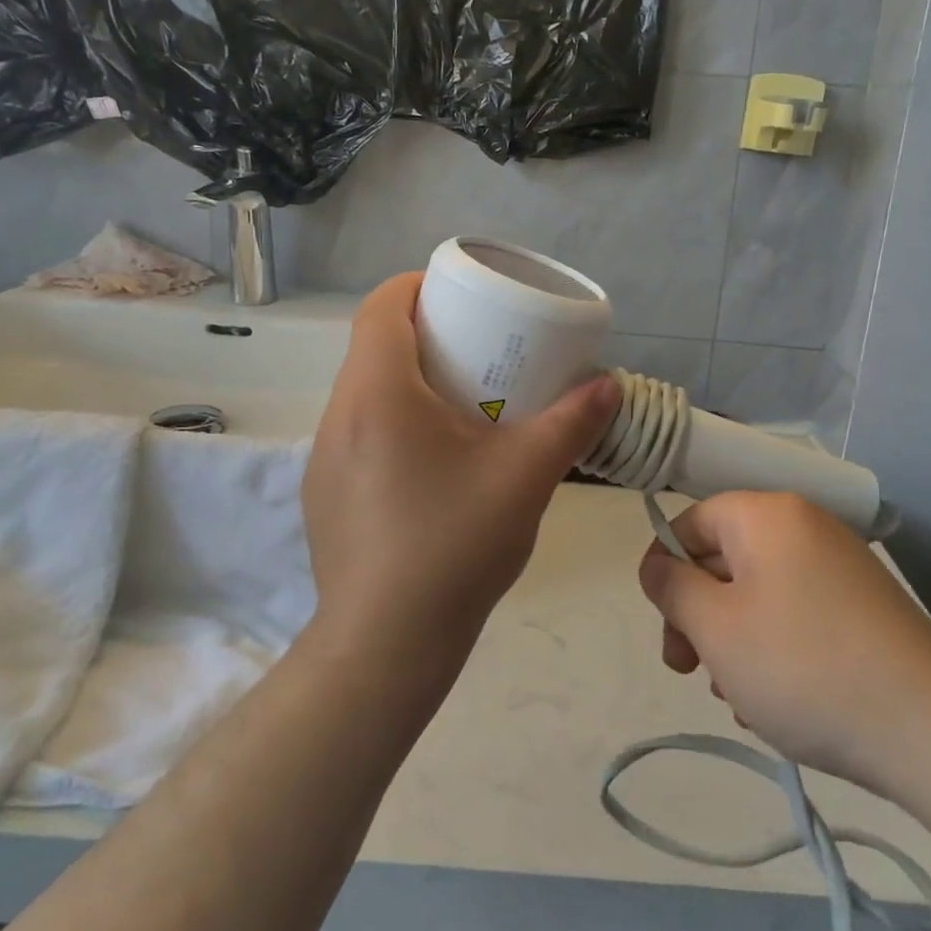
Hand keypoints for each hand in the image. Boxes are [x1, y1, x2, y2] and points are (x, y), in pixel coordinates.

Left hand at [303, 273, 620, 668]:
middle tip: (478, 349)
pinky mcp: (324, 495)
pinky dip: (393, 424)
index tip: (459, 295)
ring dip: (407, 381)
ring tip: (461, 404)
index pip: (380, 306)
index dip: (417, 285)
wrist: (387, 644)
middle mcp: (339, 416)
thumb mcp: (525, 477)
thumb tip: (607, 385)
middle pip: (373, 347)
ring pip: (364, 393)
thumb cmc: (454, 544)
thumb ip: (571, 424)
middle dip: (423, 333)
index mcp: (378, 393)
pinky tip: (432, 464)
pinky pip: (358, 434)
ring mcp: (323, 458)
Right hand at [638, 492, 930, 791]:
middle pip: (725, 557)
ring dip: (733, 640)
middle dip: (698, 615)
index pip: (692, 521)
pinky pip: (796, 613)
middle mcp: (806, 526)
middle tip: (690, 672)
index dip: (665, 569)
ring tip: (739, 698)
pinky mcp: (864, 606)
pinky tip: (776, 702)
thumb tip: (656, 565)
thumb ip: (671, 587)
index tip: (665, 628)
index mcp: (768, 515)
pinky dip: (774, 648)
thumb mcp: (716, 628)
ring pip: (758, 592)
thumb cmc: (803, 668)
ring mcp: (840, 566)